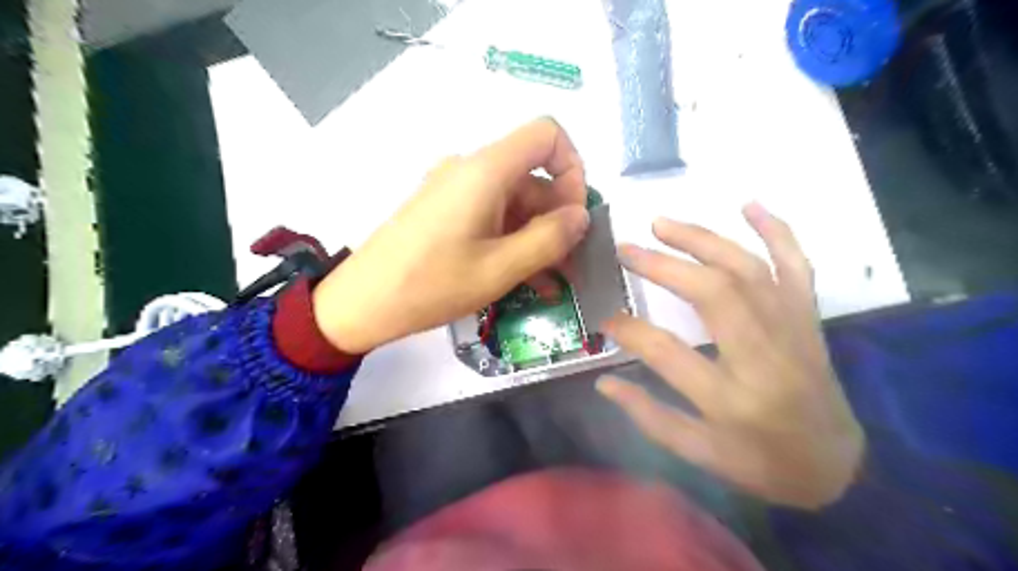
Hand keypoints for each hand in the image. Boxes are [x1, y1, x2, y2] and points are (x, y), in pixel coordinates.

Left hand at [315, 118, 593, 353]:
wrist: (361, 303)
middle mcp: (472, 171)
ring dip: (539, 238)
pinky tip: (527, 279)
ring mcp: (457, 192)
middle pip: (533, 176)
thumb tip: (582, 215)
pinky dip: (514, 242)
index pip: (547, 135)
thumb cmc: (430, 284)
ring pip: (516, 203)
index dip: (573, 168)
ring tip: (554, 281)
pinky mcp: (446, 212)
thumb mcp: (499, 269)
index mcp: (486, 171)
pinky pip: (493, 218)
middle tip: (573, 264)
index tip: (576, 215)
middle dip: (560, 218)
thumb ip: (549, 239)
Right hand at [599, 204, 866, 507]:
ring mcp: (792, 330)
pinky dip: (777, 231)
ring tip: (661, 223)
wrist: (838, 466)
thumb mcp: (699, 454)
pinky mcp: (808, 318)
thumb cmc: (762, 463)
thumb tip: (604, 381)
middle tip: (625, 250)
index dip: (629, 330)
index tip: (606, 318)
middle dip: (663, 265)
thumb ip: (649, 416)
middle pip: (714, 294)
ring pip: (748, 269)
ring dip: (703, 239)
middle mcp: (766, 357)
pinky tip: (749, 205)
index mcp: (732, 399)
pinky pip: (797, 266)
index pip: (667, 353)